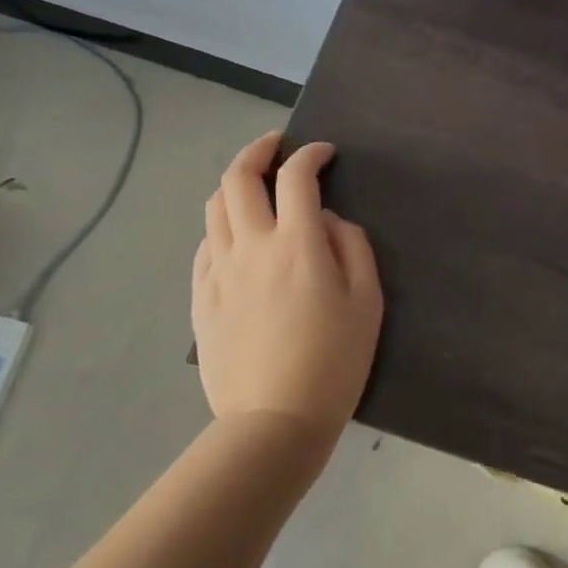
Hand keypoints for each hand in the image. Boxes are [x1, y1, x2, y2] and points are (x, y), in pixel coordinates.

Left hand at [191, 131, 383, 445]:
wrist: (274, 421)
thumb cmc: (333, 362)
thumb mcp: (367, 301)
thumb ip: (351, 246)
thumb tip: (325, 220)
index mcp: (296, 245)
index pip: (297, 177)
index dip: (310, 154)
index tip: (323, 153)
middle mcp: (251, 246)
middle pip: (238, 178)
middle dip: (258, 150)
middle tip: (276, 147)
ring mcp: (219, 272)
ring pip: (215, 207)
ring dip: (235, 185)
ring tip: (254, 187)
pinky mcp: (201, 298)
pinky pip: (205, 246)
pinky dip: (222, 227)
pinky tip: (237, 238)